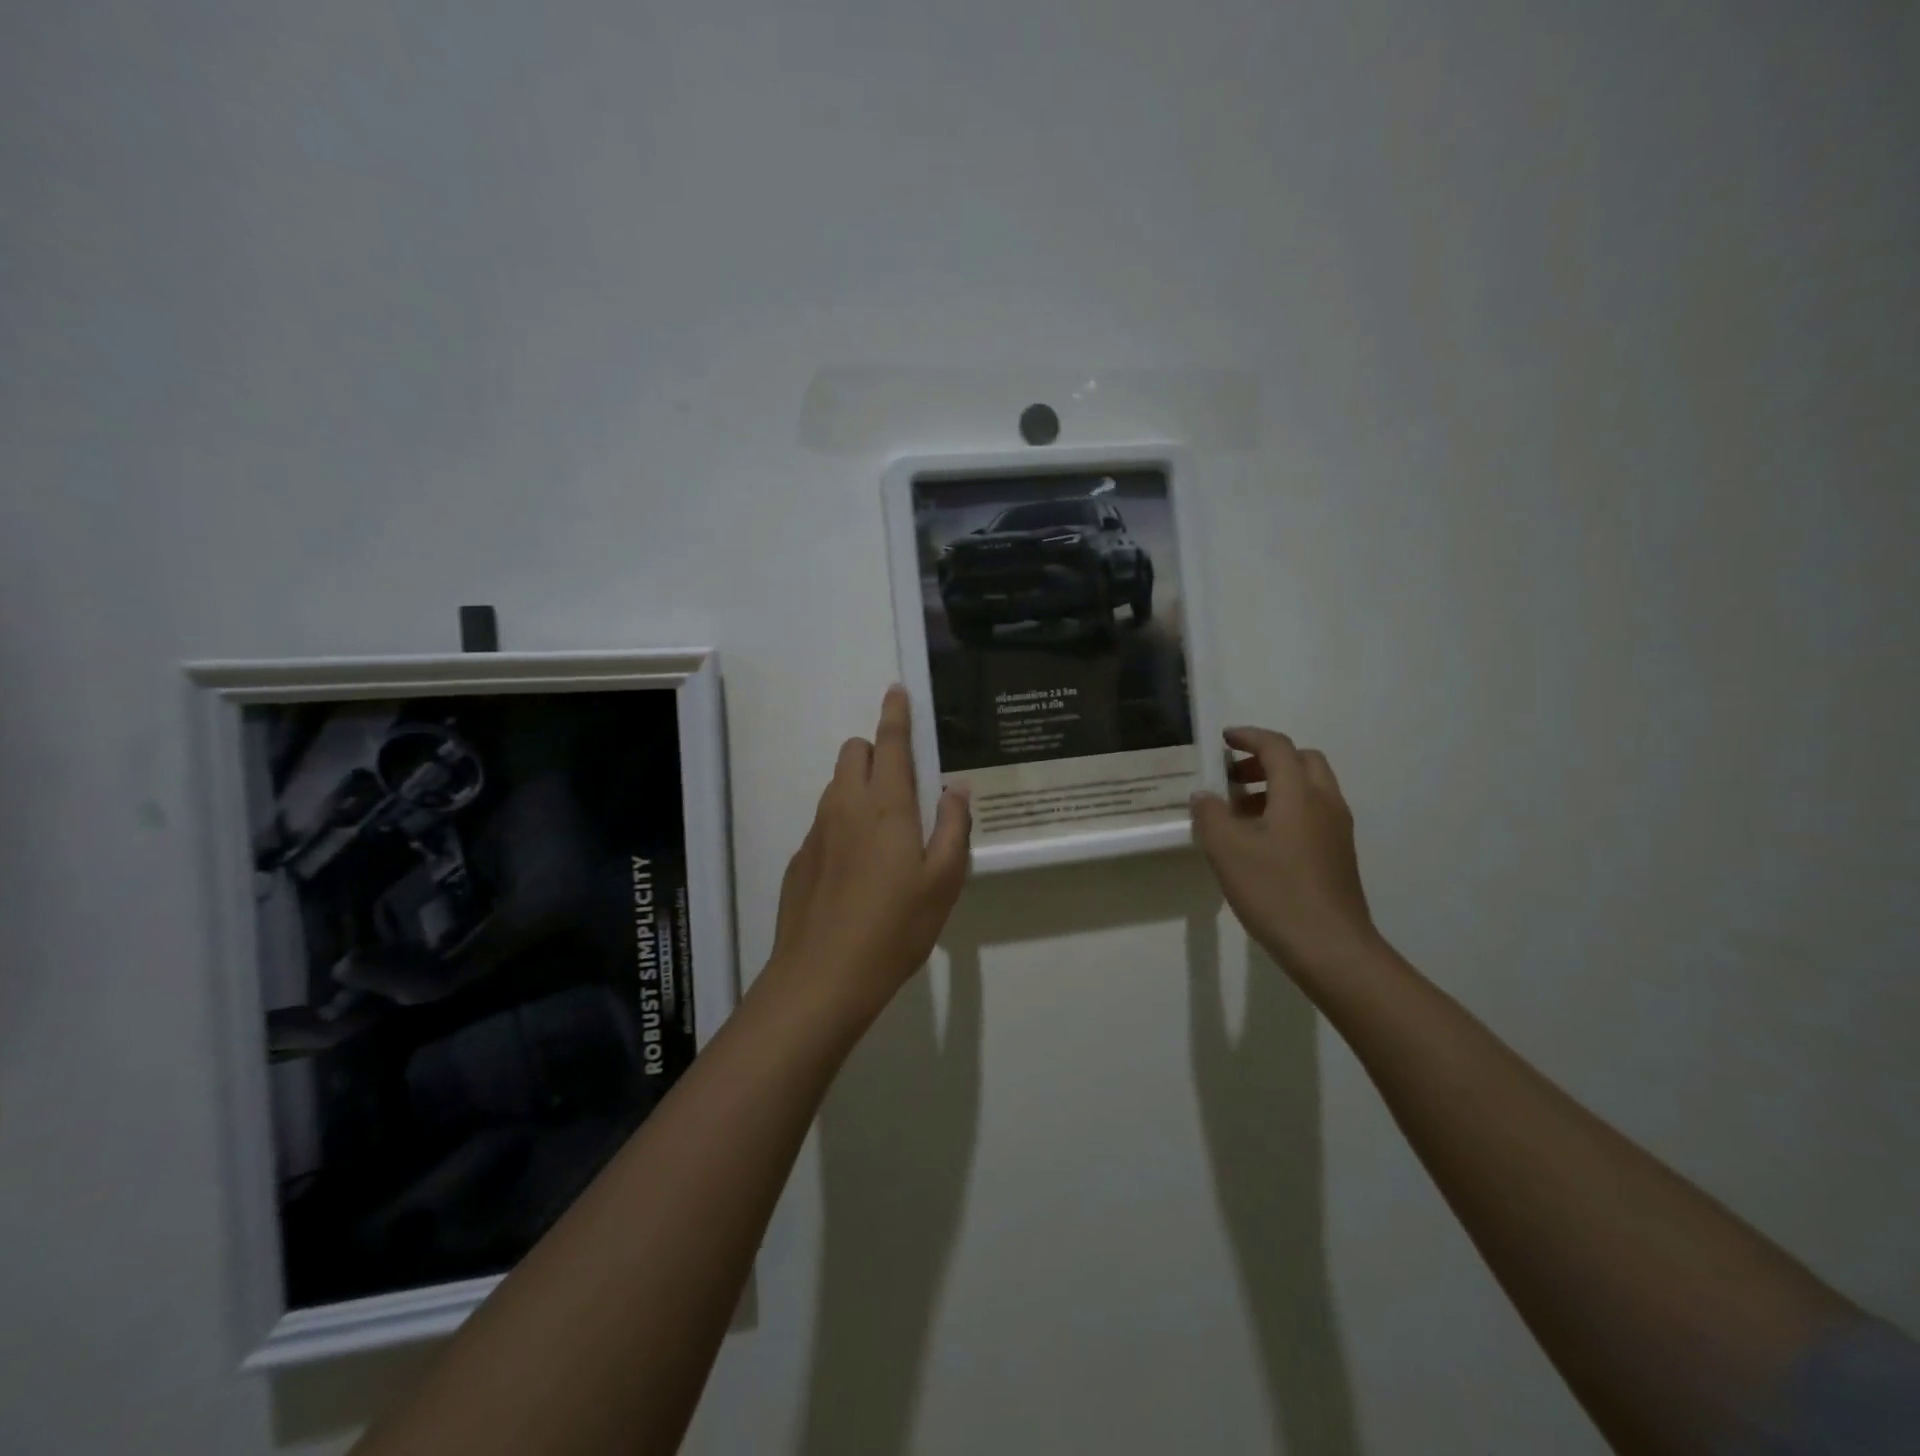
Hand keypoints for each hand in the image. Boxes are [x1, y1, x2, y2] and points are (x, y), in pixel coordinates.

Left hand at [767, 687, 971, 1026]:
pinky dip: (843, 825)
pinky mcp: (800, 859)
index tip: (896, 690)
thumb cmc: (895, 927)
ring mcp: (816, 832)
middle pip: (854, 753)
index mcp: (886, 805)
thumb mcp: (943, 880)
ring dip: (860, 787)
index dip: (895, 713)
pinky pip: (825, 822)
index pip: (890, 742)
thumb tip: (955, 788)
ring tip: (885, 833)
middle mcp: (845, 806)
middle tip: (903, 785)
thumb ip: (953, 826)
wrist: (822, 977)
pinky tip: (857, 871)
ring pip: (837, 787)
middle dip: (876, 751)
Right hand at [1190, 727, 1381, 981]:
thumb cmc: (1276, 892)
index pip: (1277, 747)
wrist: (1331, 948)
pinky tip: (1261, 840)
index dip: (1249, 737)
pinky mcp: (1339, 854)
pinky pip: (1313, 813)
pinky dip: (1287, 809)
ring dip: (1276, 786)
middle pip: (1302, 761)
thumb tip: (1204, 796)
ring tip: (1240, 811)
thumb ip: (1210, 815)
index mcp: (1299, 794)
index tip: (1224, 740)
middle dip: (1266, 760)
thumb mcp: (1227, 851)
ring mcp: (1337, 830)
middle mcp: (1325, 803)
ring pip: (1309, 788)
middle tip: (1234, 777)